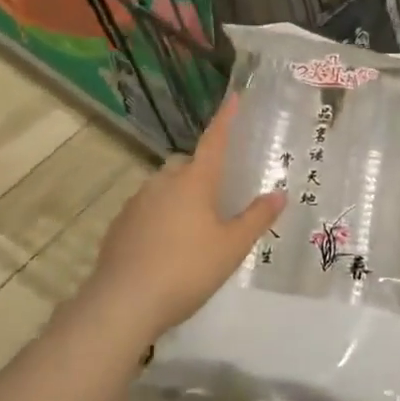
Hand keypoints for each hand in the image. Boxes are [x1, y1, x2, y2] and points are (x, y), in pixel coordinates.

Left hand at [82, 96, 284, 342]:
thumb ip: (256, 218)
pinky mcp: (120, 225)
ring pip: (165, 187)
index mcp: (194, 181)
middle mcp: (163, 182)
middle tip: (220, 196)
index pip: (214, 141)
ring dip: (181, 197)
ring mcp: (137, 202)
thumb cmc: (186, 270)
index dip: (226, 119)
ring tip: (196, 228)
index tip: (234, 97)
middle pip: (188, 165)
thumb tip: (279, 193)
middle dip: (204, 172)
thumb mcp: (231, 247)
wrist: (122, 303)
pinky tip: (167, 247)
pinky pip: (147, 210)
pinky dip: (161, 218)